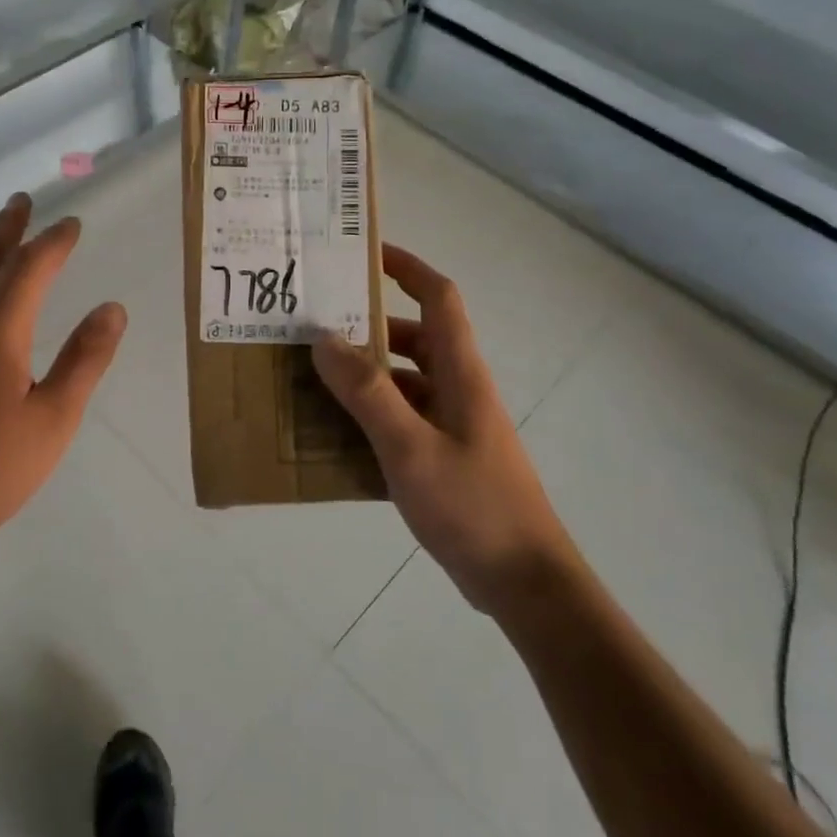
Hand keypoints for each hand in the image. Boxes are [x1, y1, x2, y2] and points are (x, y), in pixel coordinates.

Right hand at [311, 244, 570, 615]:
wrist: (525, 582)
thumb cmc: (473, 506)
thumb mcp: (410, 448)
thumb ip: (367, 393)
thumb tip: (325, 339)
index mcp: (460, 372)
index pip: (438, 297)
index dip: (406, 267)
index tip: (363, 254)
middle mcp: (458, 387)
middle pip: (413, 337)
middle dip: (368, 325)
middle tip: (315, 324)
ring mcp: (454, 423)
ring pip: (404, 380)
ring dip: (364, 374)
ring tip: (312, 376)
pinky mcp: (445, 455)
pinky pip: (402, 418)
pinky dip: (371, 415)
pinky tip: (335, 433)